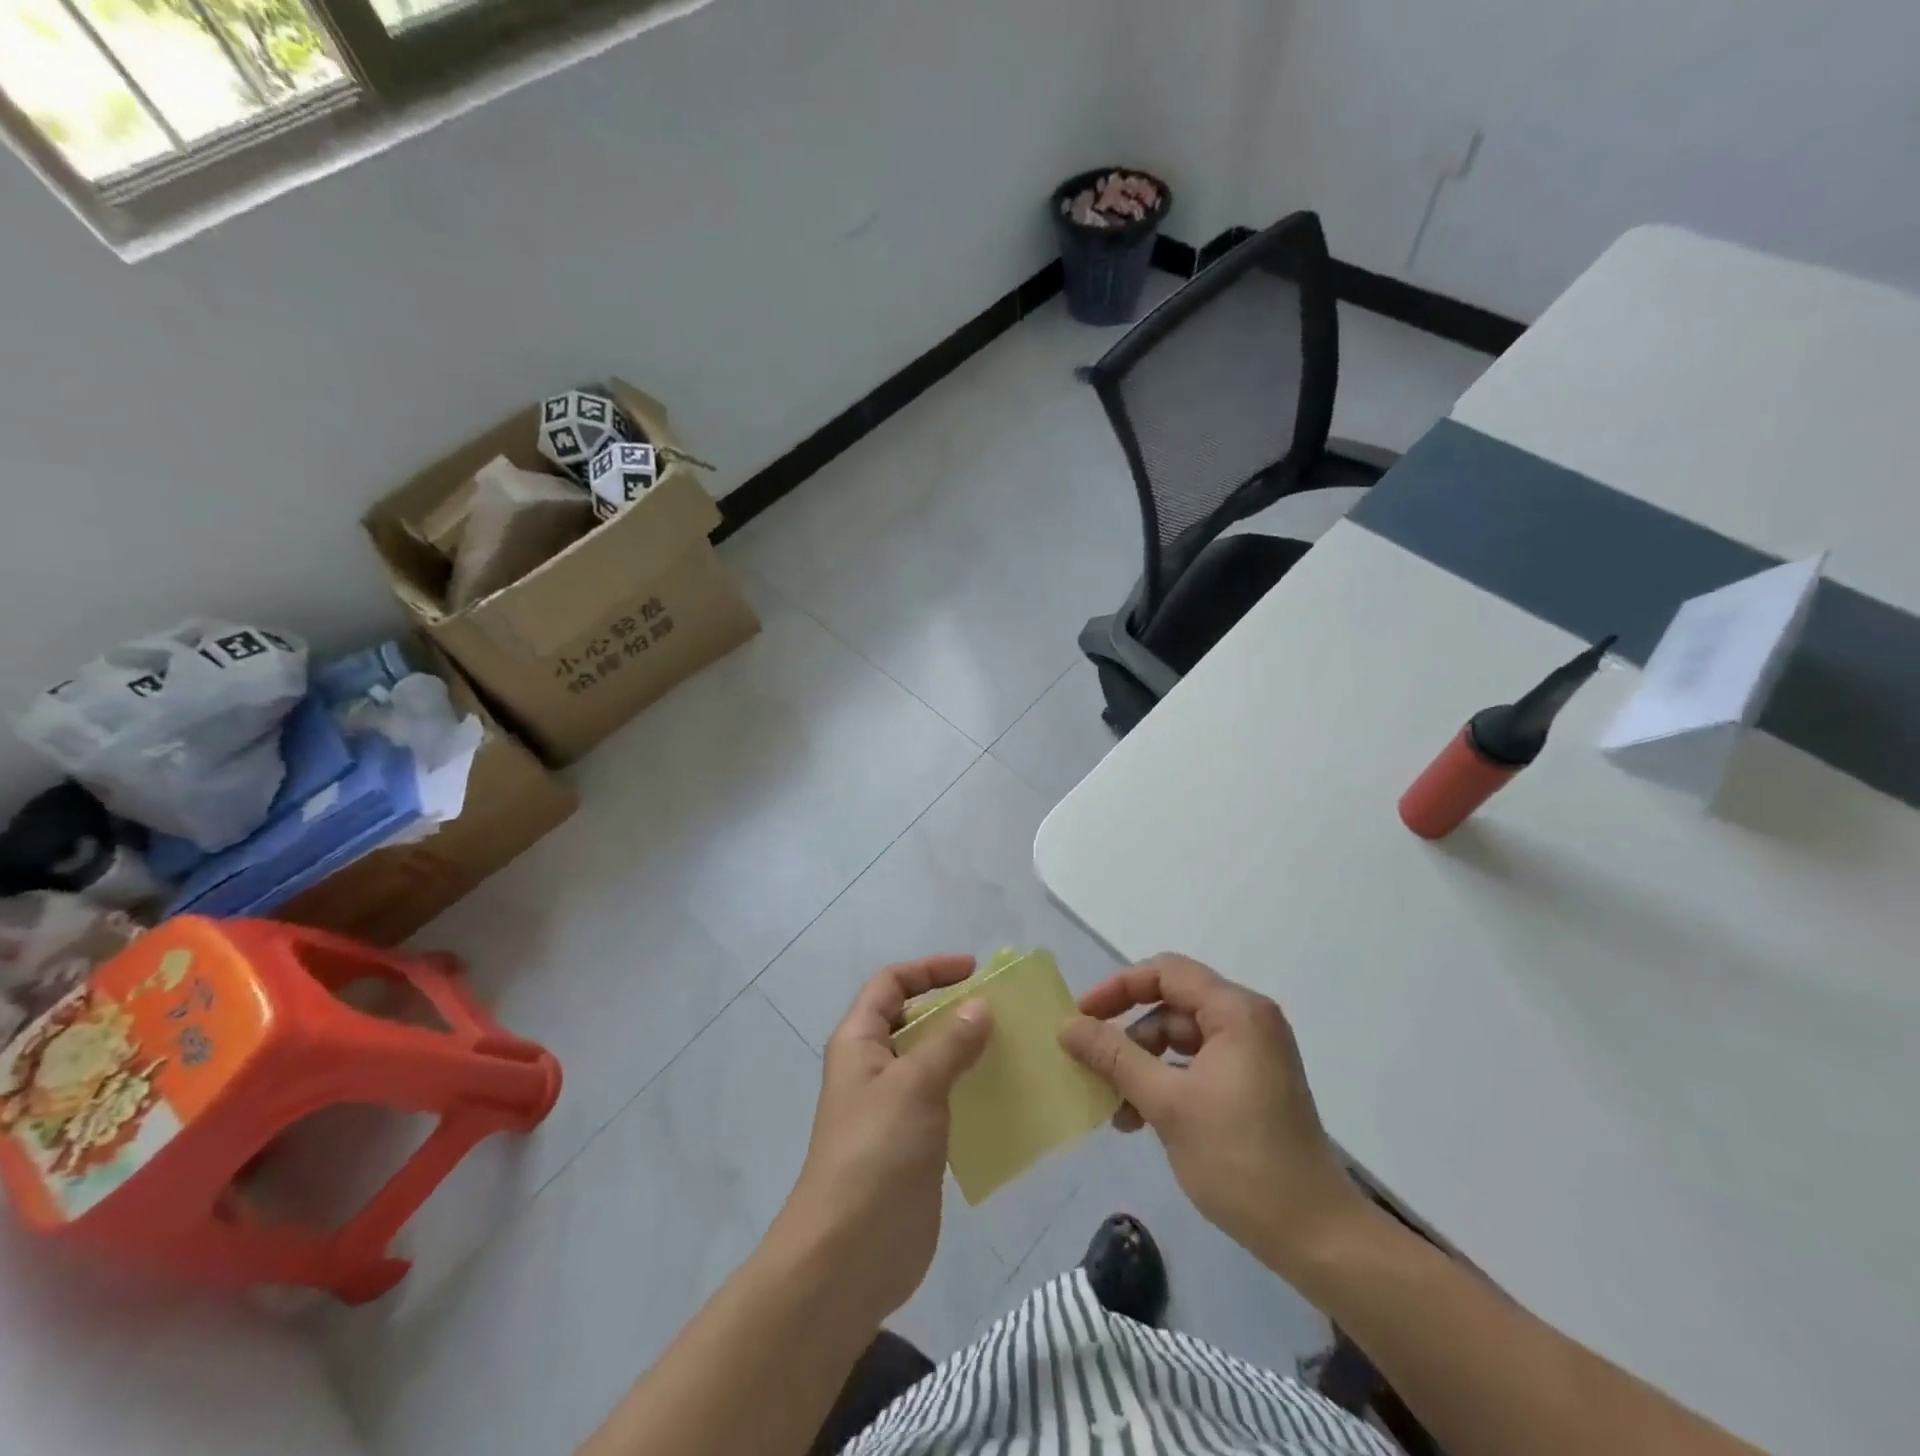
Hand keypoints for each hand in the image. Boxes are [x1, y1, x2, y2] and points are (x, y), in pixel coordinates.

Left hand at [768, 955, 992, 1328]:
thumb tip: (980, 1006)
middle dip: (954, 1010)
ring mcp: (894, 1108)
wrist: (848, 1257)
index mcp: (860, 1041)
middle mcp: (874, 1067)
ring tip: (1014, 1048)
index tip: (974, 972)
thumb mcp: (914, 1085)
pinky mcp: (914, 1145)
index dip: (929, 970)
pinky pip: (946, 1102)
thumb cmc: (875, 1154)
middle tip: (1003, 1011)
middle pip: (914, 1020)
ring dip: (968, 1051)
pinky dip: (972, 1091)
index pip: (891, 984)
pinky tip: (1006, 1096)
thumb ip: (950, 1043)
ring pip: (933, 1062)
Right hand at [1059, 954, 1365, 1276]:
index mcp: (1236, 1011)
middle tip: (1089, 1060)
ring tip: (1113, 1105)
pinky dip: (1165, 1082)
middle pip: (1171, 1004)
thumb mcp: (1167, 1104)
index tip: (1082, 1017)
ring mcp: (1252, 1054)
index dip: (1118, 988)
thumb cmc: (1239, 1160)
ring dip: (1142, 1064)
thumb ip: (1114, 1057)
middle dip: (1127, 1033)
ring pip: (1180, 1038)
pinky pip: (1196, 1064)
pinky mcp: (1251, 1084)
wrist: (1315, 1236)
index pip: (1165, 972)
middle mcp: (1247, 1021)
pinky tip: (1138, 1119)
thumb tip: (1067, 1026)